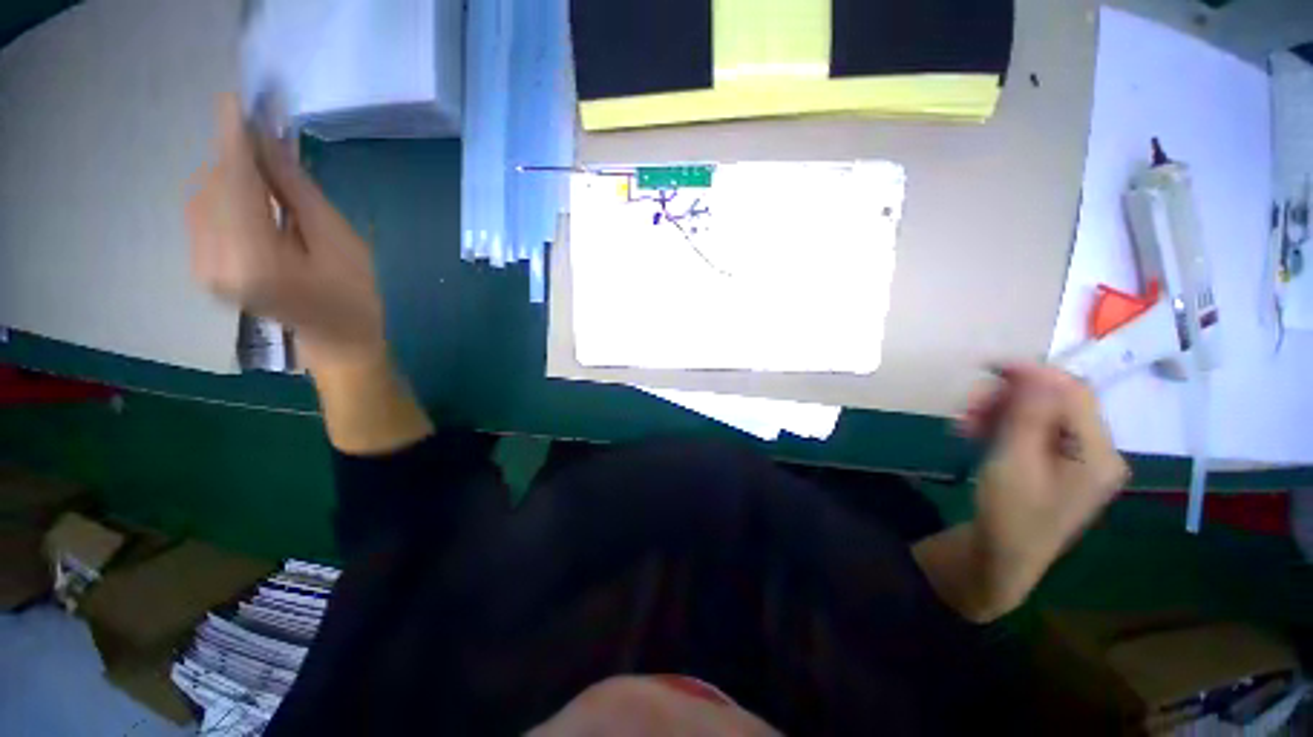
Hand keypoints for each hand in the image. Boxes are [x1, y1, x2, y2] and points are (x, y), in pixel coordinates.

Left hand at [187, 94, 384, 372]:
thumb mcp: (338, 240)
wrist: (340, 340)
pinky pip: (204, 216)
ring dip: (231, 176)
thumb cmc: (355, 295)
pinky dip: (225, 196)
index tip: (232, 100)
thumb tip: (268, 140)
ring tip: (266, 172)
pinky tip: (252, 196)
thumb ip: (296, 190)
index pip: (235, 185)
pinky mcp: (204, 269)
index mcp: (255, 261)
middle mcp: (215, 263)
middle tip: (268, 141)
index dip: (234, 140)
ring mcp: (204, 268)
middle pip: (213, 188)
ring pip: (203, 199)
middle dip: (237, 159)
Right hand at [959, 363, 1129, 613]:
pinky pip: (1033, 430)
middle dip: (1008, 397)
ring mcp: (1078, 458)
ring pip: (1041, 414)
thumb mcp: (1014, 463)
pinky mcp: (1058, 463)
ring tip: (964, 423)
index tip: (988, 367)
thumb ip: (1028, 415)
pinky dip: (1004, 425)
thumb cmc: (1010, 514)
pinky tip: (977, 432)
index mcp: (1098, 453)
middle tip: (967, 407)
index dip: (1034, 374)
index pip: (1074, 393)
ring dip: (1000, 411)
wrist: (1004, 557)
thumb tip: (1035, 369)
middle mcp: (1096, 450)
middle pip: (1056, 402)